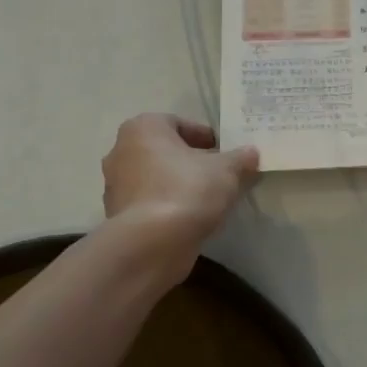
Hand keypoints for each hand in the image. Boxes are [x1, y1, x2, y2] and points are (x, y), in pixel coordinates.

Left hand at [100, 114, 258, 260]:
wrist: (152, 243)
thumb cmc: (188, 190)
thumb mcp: (228, 170)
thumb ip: (241, 158)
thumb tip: (251, 153)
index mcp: (144, 129)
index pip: (178, 123)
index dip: (205, 136)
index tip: (224, 152)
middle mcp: (121, 151)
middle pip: (164, 151)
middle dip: (190, 161)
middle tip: (218, 174)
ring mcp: (115, 186)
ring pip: (156, 178)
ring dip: (178, 185)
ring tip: (208, 200)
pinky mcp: (118, 217)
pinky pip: (150, 203)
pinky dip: (168, 207)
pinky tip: (190, 219)